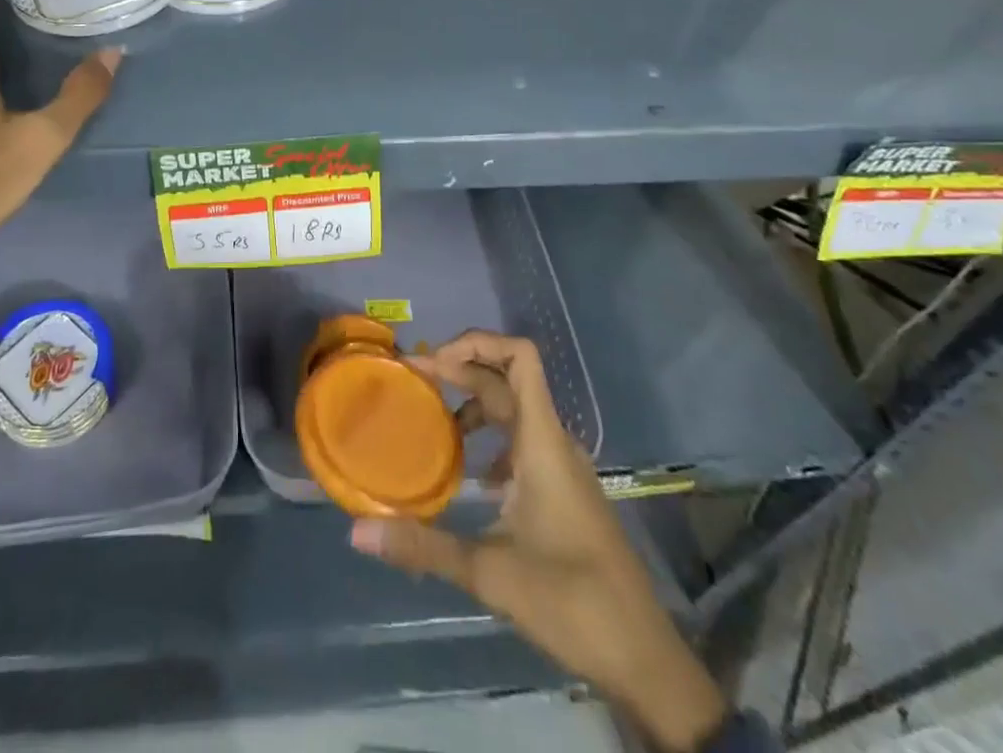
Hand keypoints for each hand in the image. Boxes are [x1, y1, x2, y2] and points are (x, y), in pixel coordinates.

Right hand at [349, 331, 728, 752]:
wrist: (644, 659)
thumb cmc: (573, 603)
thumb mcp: (490, 574)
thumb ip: (423, 546)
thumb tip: (357, 532)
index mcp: (542, 442)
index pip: (520, 357)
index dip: (476, 343)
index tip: (432, 363)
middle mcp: (553, 442)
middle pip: (506, 379)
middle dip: (459, 370)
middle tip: (412, 381)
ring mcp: (561, 466)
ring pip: (514, 410)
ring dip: (473, 402)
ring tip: (432, 420)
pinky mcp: (563, 490)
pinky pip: (521, 441)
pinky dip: (490, 439)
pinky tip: (469, 475)